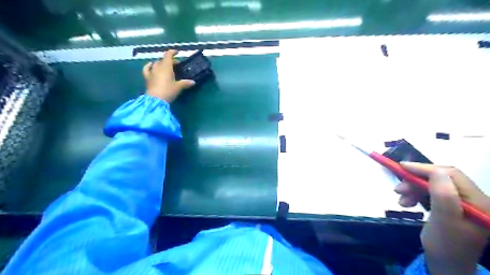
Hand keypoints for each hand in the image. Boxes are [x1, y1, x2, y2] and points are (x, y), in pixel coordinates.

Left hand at [142, 49, 195, 102]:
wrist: (155, 100)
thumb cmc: (168, 91)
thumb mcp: (178, 87)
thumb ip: (185, 83)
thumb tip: (193, 82)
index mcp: (166, 67)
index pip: (168, 55)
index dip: (172, 52)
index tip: (177, 52)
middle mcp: (158, 67)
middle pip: (163, 60)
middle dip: (169, 61)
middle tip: (176, 65)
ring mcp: (151, 72)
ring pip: (156, 63)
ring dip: (161, 63)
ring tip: (165, 66)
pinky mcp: (147, 78)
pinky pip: (147, 69)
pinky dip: (149, 66)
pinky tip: (151, 66)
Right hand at [393, 164, 489, 274]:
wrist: (446, 265)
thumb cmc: (445, 246)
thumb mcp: (443, 222)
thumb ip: (443, 196)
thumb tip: (436, 171)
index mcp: (478, 202)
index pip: (451, 175)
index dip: (425, 169)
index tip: (401, 167)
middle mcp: (473, 199)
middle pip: (441, 179)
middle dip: (416, 182)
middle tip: (397, 189)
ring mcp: (463, 202)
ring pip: (433, 185)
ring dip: (413, 189)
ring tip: (400, 200)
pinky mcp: (452, 206)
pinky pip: (431, 193)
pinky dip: (416, 195)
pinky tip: (407, 203)